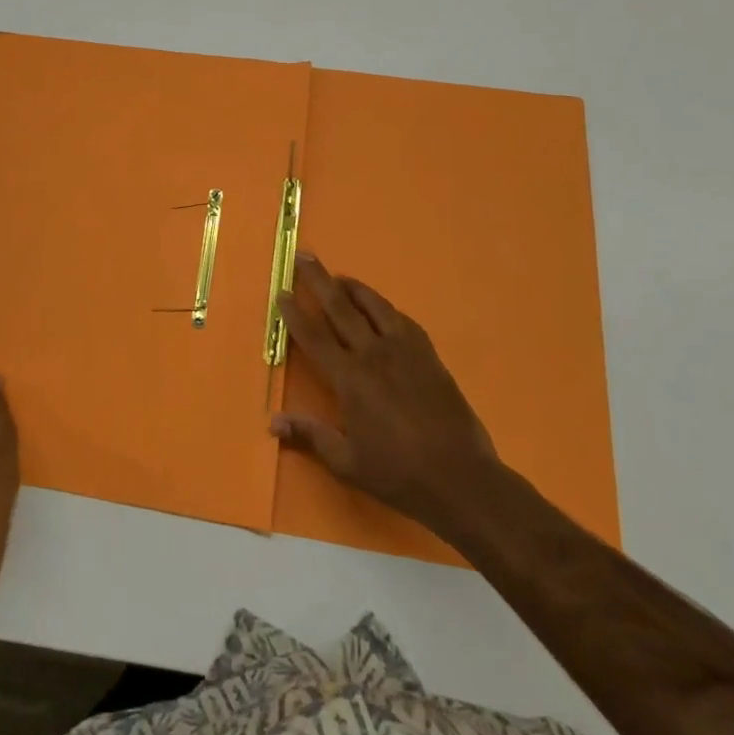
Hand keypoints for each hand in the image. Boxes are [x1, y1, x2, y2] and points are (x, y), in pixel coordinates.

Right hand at [270, 251, 497, 537]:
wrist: (461, 478)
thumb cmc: (398, 473)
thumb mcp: (348, 462)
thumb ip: (310, 436)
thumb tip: (272, 422)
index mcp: (350, 378)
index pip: (314, 336)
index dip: (295, 313)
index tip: (282, 292)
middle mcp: (374, 354)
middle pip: (341, 308)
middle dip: (320, 281)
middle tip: (305, 256)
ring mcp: (405, 351)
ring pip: (375, 307)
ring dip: (354, 288)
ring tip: (340, 277)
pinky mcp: (429, 356)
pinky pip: (403, 321)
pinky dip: (387, 309)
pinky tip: (383, 309)